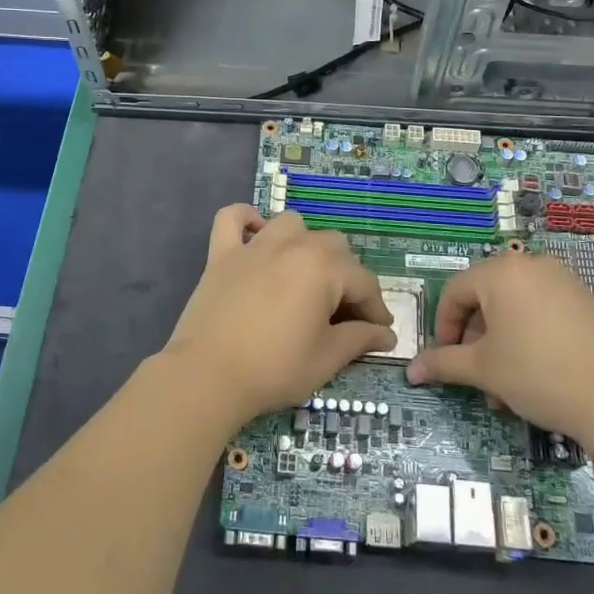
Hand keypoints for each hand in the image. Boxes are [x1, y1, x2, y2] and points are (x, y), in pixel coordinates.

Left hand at [159, 206, 395, 428]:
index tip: (380, 332)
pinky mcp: (221, 253)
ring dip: (305, 244)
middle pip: (333, 247)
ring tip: (305, 276)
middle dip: (346, 277)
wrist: (208, 376)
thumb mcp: (326, 358)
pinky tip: (255, 236)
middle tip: (342, 314)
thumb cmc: (274, 368)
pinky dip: (246, 219)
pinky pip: (232, 218)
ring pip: (292, 224)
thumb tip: (386, 334)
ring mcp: (254, 246)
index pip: (363, 282)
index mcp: (323, 268)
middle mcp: (292, 245)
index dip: (376, 309)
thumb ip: (359, 339)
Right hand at [405, 252, 593, 439]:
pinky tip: (535, 374)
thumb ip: (444, 363)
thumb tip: (411, 370)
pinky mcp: (586, 301)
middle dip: (475, 337)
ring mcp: (563, 281)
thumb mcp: (484, 369)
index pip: (455, 291)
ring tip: (504, 384)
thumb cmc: (538, 374)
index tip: (444, 359)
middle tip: (475, 373)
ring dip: (501, 342)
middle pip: (486, 297)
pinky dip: (529, 336)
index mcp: (501, 272)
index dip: (443, 326)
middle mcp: (531, 265)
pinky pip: (543, 311)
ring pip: (515, 307)